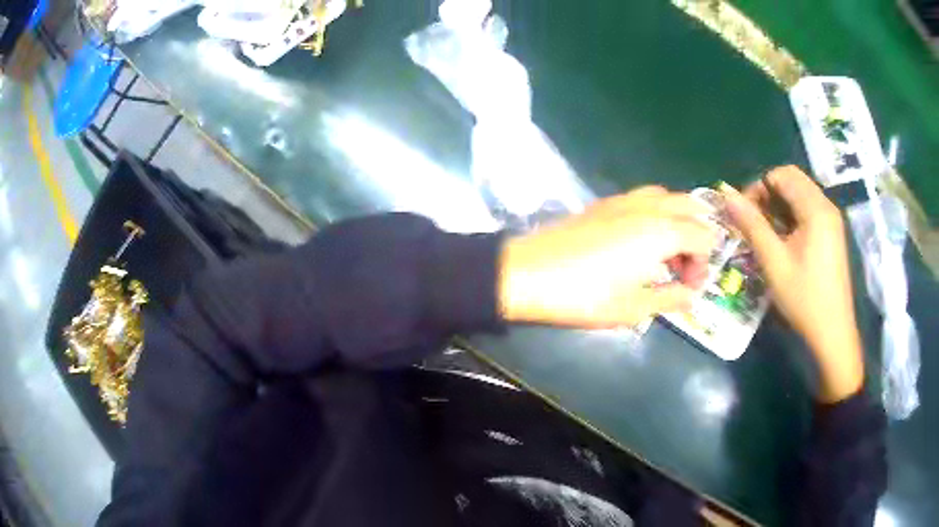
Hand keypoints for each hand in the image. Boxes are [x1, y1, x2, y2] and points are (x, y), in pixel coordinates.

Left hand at [499, 187, 715, 329]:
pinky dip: (656, 213)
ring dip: (677, 221)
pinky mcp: (604, 202)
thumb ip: (670, 299)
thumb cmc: (584, 295)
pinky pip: (644, 198)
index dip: (704, 263)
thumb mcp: (633, 308)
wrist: (528, 272)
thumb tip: (691, 296)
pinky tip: (641, 241)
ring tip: (665, 254)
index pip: (703, 236)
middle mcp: (648, 207)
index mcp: (661, 231)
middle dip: (697, 235)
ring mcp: (624, 200)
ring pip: (667, 198)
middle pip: (691, 207)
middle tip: (683, 266)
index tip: (690, 287)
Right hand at [719, 166, 863, 402]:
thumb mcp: (774, 261)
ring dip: (779, 206)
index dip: (759, 187)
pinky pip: (808, 211)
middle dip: (768, 194)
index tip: (745, 214)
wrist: (833, 332)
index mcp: (816, 208)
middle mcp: (826, 206)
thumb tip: (725, 193)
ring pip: (800, 196)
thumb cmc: (804, 298)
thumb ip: (751, 224)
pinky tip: (783, 241)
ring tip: (765, 234)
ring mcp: (831, 220)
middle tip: (753, 222)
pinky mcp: (832, 234)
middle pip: (792, 181)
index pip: (782, 175)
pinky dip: (791, 217)